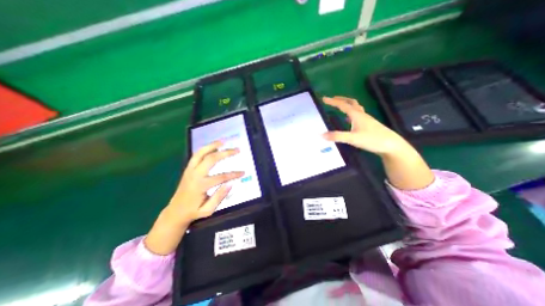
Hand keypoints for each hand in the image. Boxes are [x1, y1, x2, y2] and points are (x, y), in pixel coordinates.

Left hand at [147, 141, 244, 255]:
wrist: (175, 211)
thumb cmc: (194, 212)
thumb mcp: (208, 210)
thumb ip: (219, 196)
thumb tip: (231, 183)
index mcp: (200, 186)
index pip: (221, 177)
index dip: (233, 174)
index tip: (243, 172)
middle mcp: (194, 175)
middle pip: (211, 159)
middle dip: (225, 153)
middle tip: (237, 150)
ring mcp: (189, 170)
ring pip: (201, 153)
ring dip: (212, 145)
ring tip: (223, 141)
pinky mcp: (188, 168)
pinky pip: (196, 155)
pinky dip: (205, 148)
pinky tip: (213, 146)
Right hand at [321, 96, 408, 157]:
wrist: (391, 145)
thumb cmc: (372, 139)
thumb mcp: (352, 138)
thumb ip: (337, 136)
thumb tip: (321, 135)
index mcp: (356, 115)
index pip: (343, 105)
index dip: (333, 102)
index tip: (324, 99)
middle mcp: (361, 115)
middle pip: (351, 102)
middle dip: (341, 99)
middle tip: (333, 99)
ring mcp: (366, 119)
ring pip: (356, 108)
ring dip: (347, 105)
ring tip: (340, 107)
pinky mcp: (369, 125)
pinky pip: (358, 115)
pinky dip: (351, 113)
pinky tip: (349, 120)